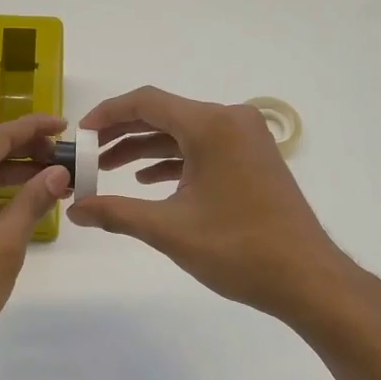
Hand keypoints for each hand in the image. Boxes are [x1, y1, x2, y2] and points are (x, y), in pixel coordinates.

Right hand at [68, 86, 361, 325]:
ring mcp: (246, 140)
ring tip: (107, 170)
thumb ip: (116, 213)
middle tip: (87, 154)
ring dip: (145, 150)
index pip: (147, 102)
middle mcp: (231, 121)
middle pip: (165, 114)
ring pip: (184, 133)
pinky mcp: (253, 160)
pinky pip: (204, 149)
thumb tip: (74, 209)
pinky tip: (148, 182)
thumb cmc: (237, 249)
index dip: (107, 114)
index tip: (79, 135)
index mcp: (212, 125)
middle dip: (122, 133)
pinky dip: (174, 162)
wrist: (305, 277)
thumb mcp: (169, 229)